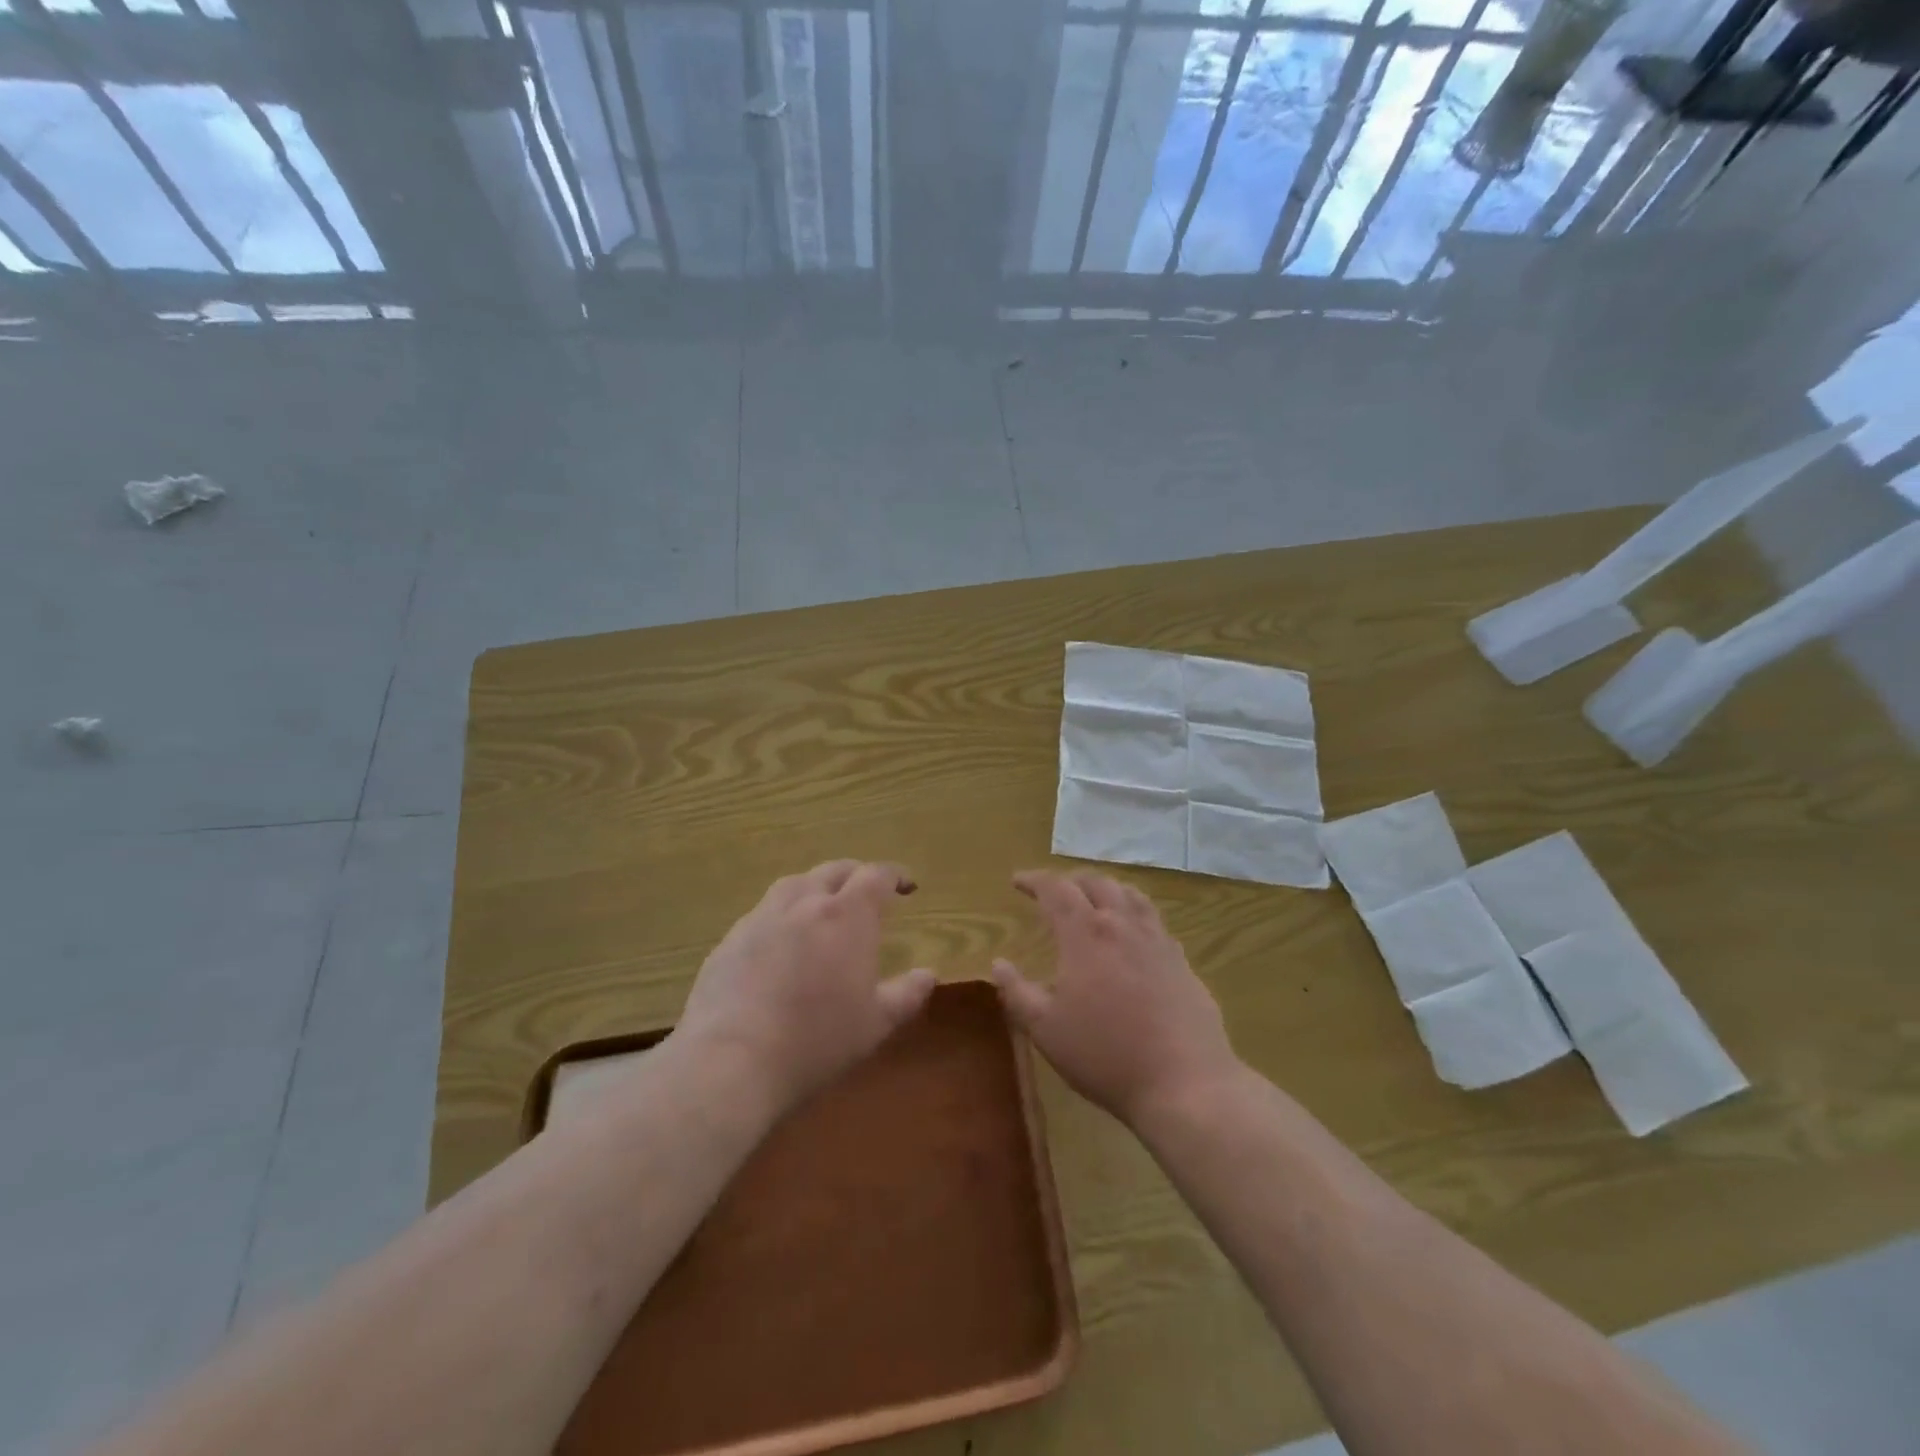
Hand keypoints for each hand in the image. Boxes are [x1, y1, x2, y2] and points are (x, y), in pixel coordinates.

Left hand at [674, 860, 936, 1111]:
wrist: (731, 1061)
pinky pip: (762, 913)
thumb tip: (928, 975)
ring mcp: (761, 918)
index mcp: (847, 915)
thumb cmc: (816, 1041)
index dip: (895, 876)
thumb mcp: (875, 1024)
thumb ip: (906, 995)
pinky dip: (781, 916)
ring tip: (822, 905)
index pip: (876, 876)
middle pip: (834, 870)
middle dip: (856, 874)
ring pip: (794, 884)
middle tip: (867, 891)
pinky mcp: (729, 940)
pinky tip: (780, 943)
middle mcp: (804, 903)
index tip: (907, 886)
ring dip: (815, 886)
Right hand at [992, 870, 1239, 1126]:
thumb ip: (1017, 992)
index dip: (1034, 880)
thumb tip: (998, 963)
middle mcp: (1122, 925)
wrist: (1185, 1082)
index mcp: (1085, 934)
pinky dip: (1134, 912)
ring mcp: (1157, 940)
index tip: (1017, 881)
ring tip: (1094, 899)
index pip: (1056, 889)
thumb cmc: (1105, 1056)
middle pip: (1096, 883)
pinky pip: (1154, 920)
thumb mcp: (1046, 1030)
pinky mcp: (1181, 961)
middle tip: (1054, 892)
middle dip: (1070, 880)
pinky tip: (1133, 934)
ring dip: (1105, 889)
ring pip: (1130, 895)